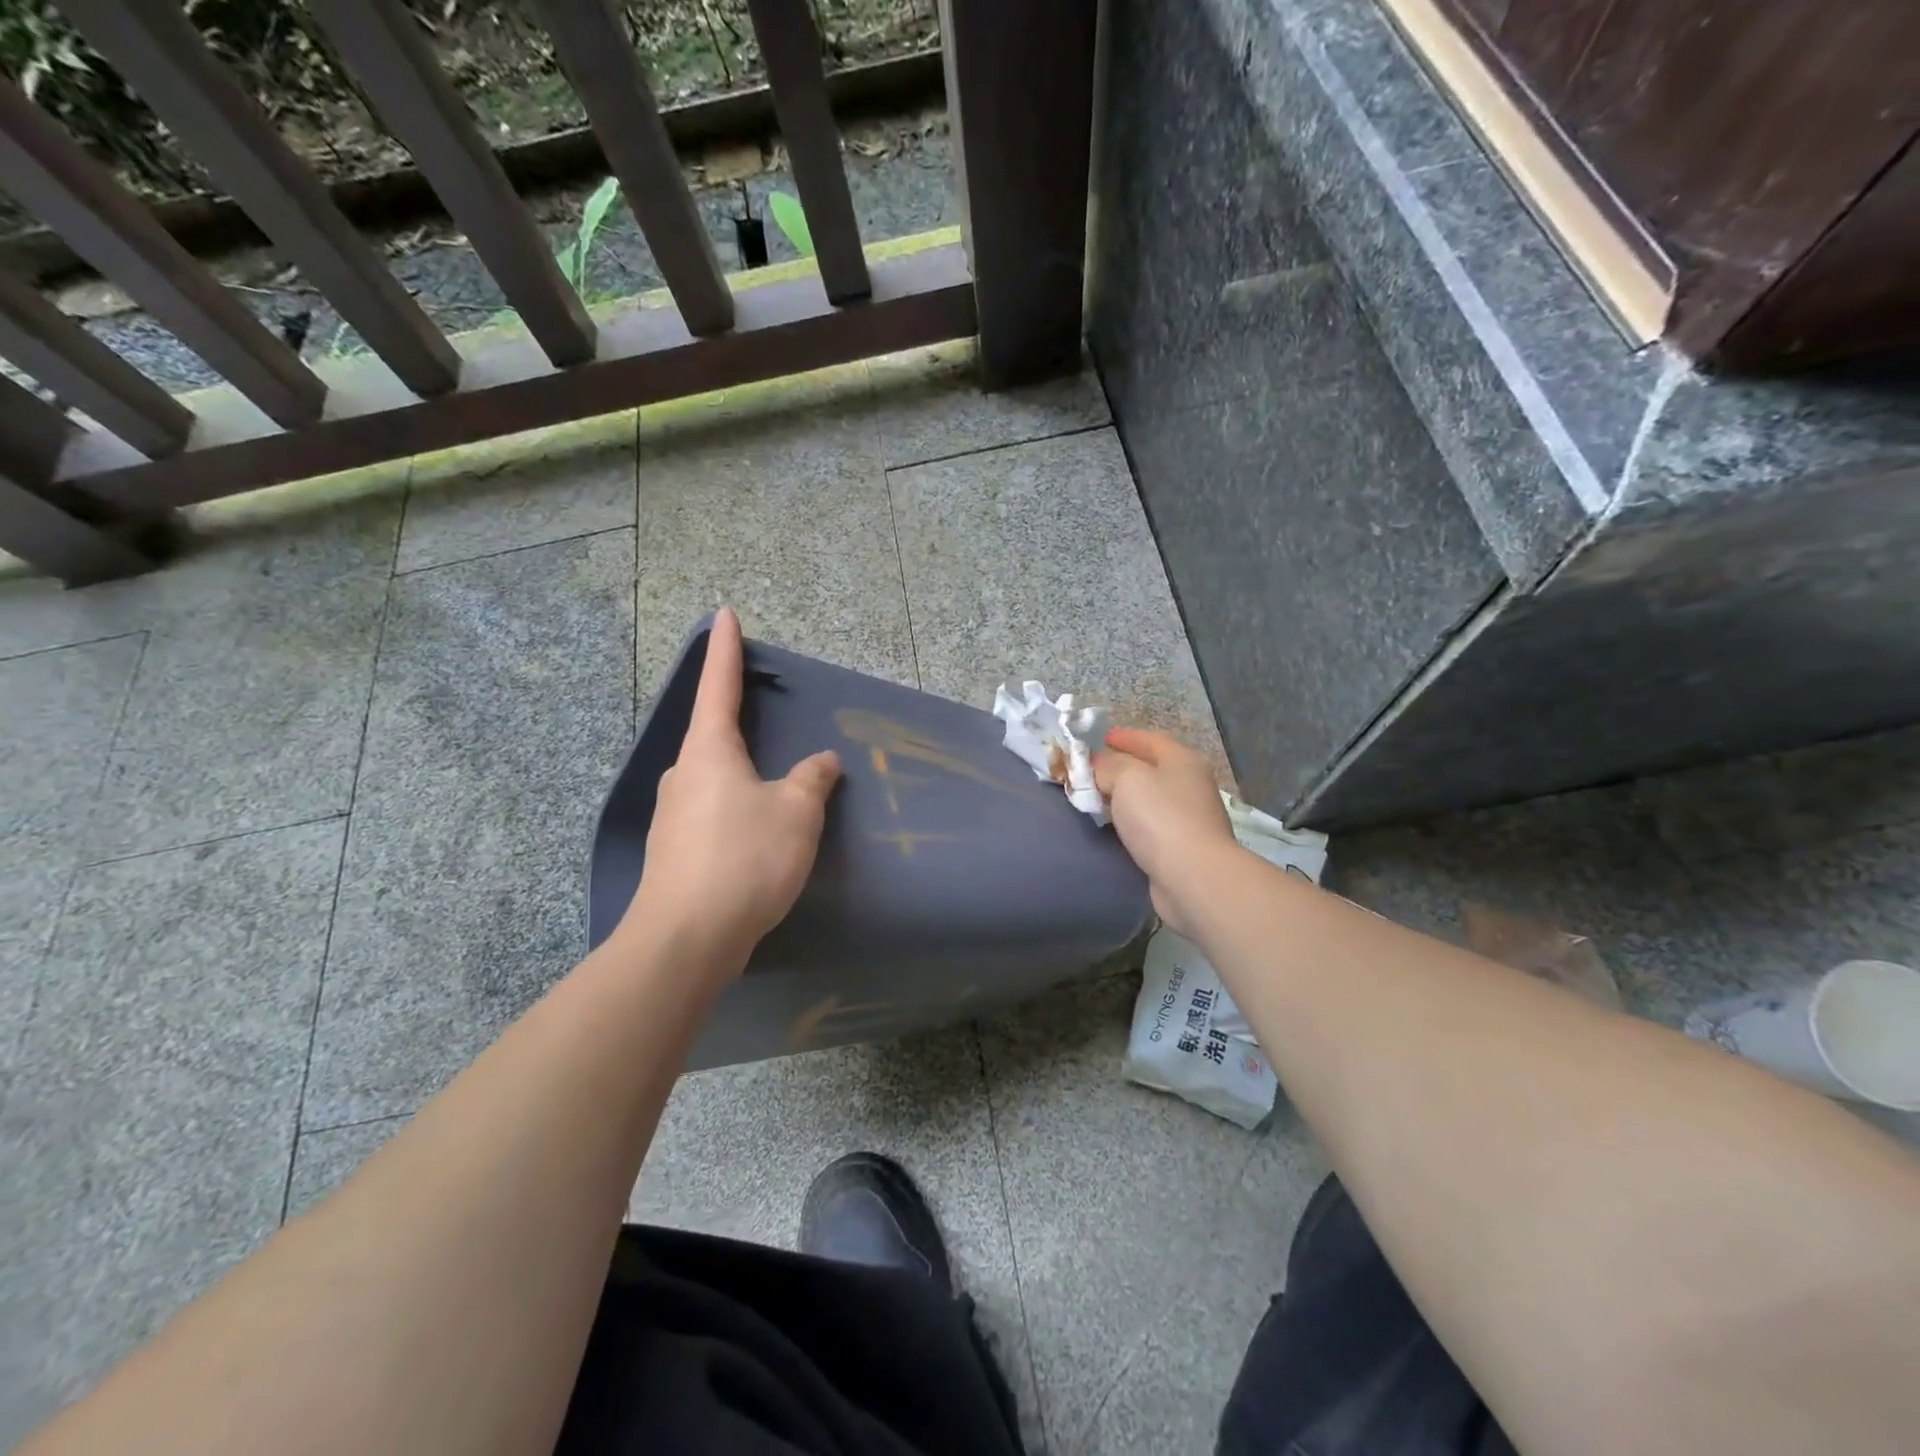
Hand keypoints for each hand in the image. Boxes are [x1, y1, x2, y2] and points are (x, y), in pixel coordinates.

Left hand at [623, 607, 841, 973]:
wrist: (687, 938)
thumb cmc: (744, 858)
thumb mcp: (796, 812)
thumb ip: (812, 779)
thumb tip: (822, 761)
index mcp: (710, 750)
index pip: (718, 685)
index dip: (724, 649)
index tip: (723, 614)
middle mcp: (685, 773)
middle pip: (713, 733)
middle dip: (736, 720)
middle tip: (765, 713)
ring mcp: (675, 814)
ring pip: (714, 778)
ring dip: (741, 773)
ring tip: (775, 789)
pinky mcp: (676, 850)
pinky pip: (713, 811)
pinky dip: (737, 808)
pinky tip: (758, 833)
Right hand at [1094, 728, 1235, 938]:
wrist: (1192, 876)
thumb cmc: (1160, 817)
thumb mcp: (1126, 778)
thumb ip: (1107, 766)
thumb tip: (1098, 765)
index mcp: (1182, 760)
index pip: (1149, 739)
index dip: (1123, 737)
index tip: (1099, 740)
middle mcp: (1191, 784)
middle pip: (1150, 768)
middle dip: (1120, 768)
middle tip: (1090, 772)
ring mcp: (1190, 817)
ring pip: (1149, 798)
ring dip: (1124, 797)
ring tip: (1096, 799)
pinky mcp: (1183, 847)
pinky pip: (1150, 825)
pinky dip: (1131, 822)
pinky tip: (1115, 827)